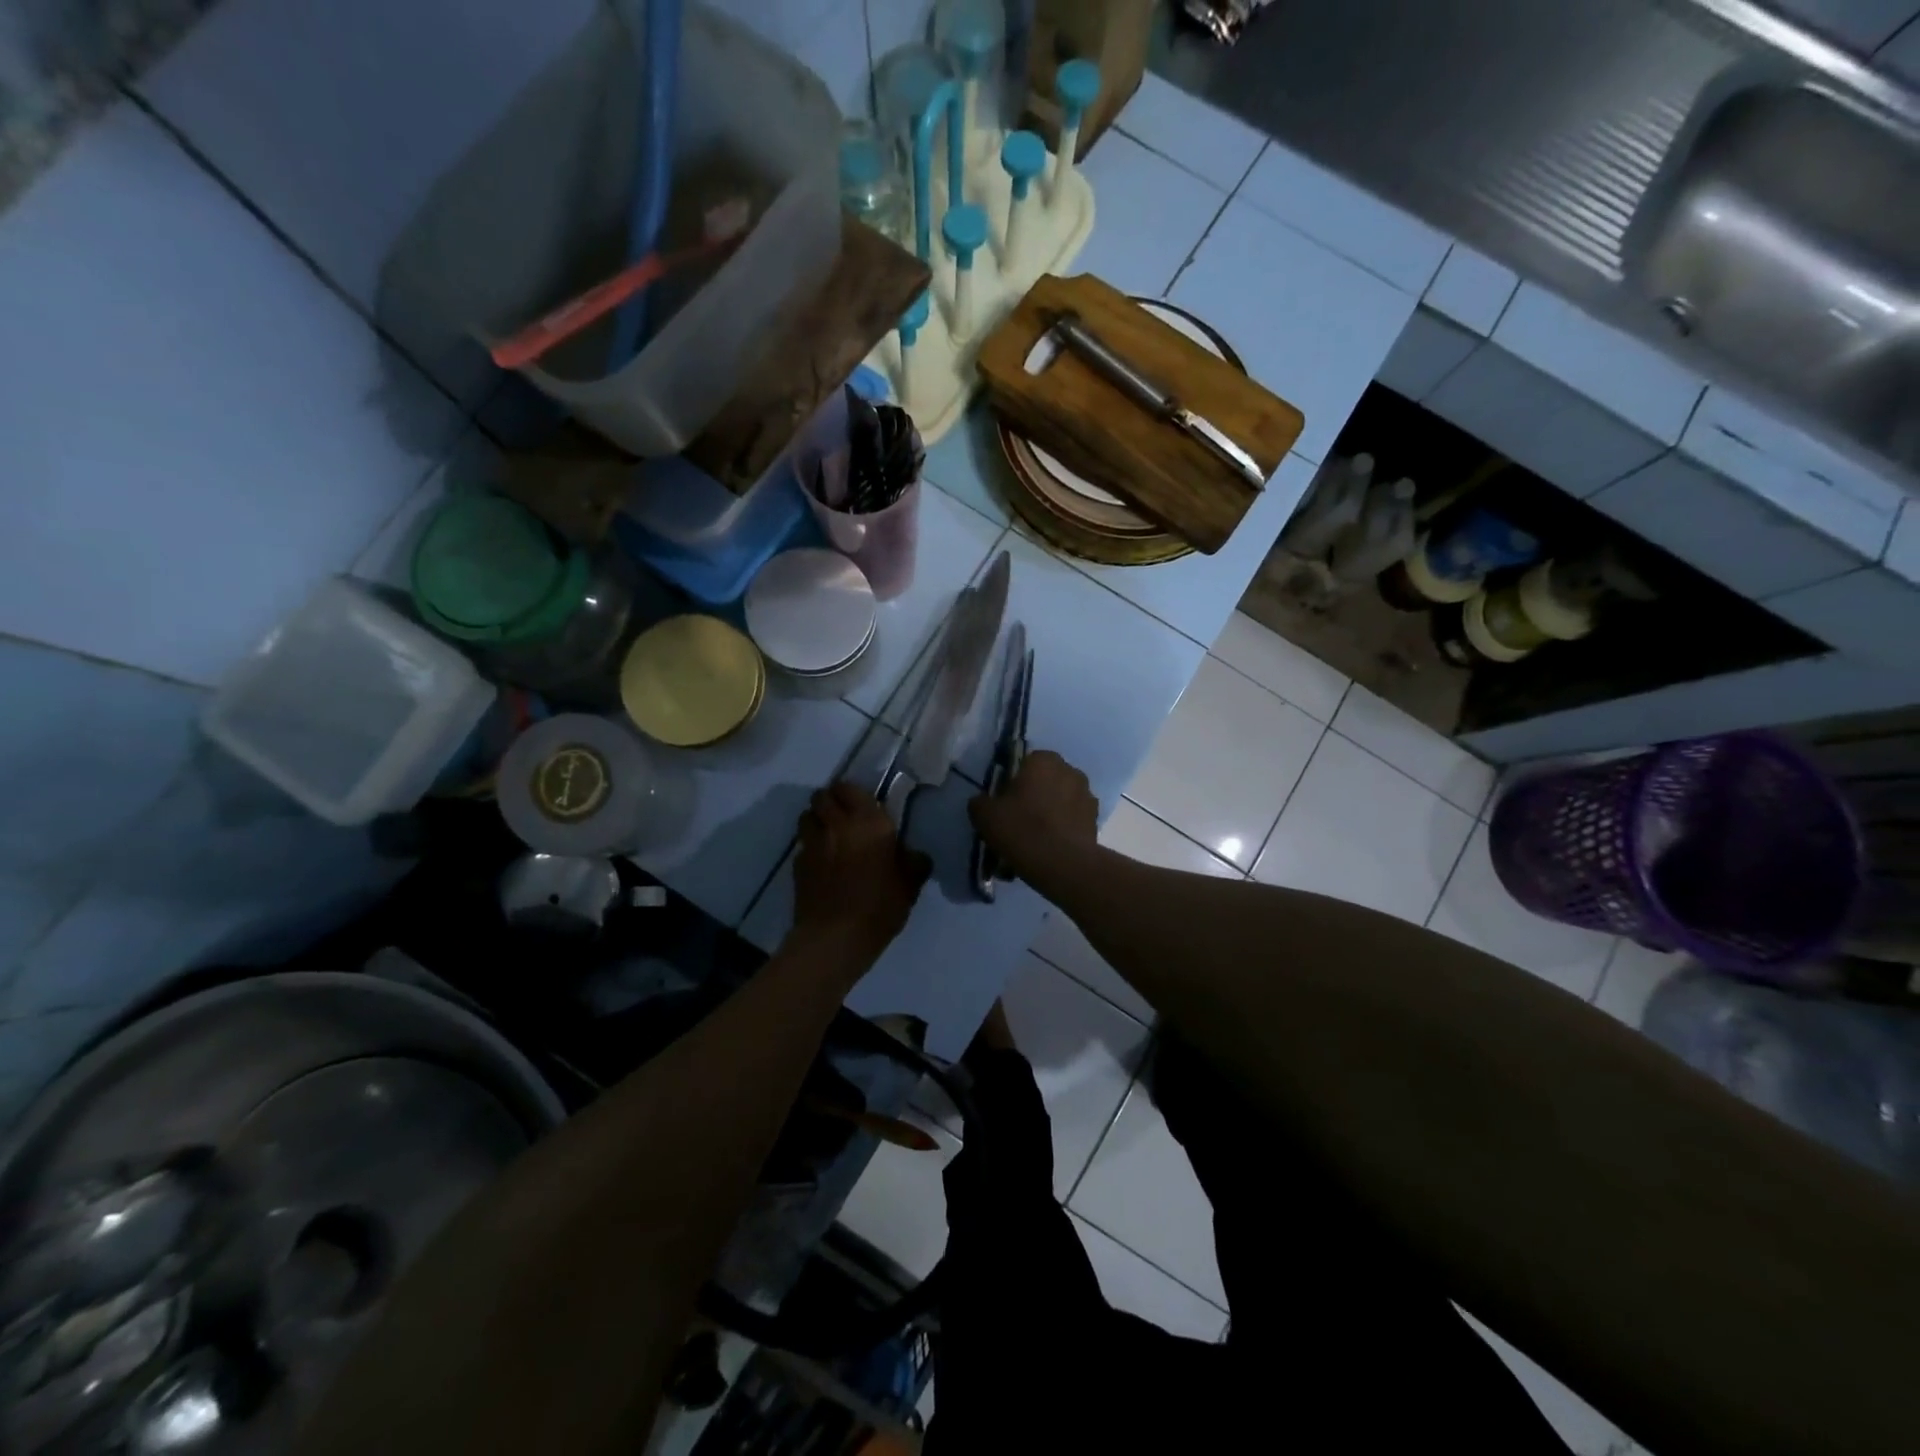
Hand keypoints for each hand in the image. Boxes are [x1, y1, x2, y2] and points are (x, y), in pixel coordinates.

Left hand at [792, 782, 930, 972]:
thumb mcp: (909, 885)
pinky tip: (820, 863)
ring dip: (816, 819)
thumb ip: (914, 863)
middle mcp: (838, 824)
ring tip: (827, 834)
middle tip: (842, 816)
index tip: (860, 804)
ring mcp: (813, 843)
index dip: (851, 793)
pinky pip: (802, 845)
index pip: (850, 788)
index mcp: (869, 822)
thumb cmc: (879, 906)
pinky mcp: (798, 864)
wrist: (836, 936)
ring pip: (807, 816)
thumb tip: (916, 855)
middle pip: (822, 796)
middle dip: (830, 801)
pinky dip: (809, 847)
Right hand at [968, 750, 1097, 881]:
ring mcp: (1087, 795)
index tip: (1005, 802)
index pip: (1025, 762)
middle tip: (1019, 819)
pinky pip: (1073, 819)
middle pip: (1046, 780)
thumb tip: (982, 802)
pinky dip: (1064, 828)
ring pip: (1062, 799)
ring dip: (1052, 811)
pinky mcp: (1096, 820)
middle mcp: (1070, 770)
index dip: (1013, 782)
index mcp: (1043, 760)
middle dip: (1035, 794)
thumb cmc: (1021, 829)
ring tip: (1036, 837)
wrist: (1062, 864)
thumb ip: (980, 802)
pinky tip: (1051, 847)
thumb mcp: (985, 815)